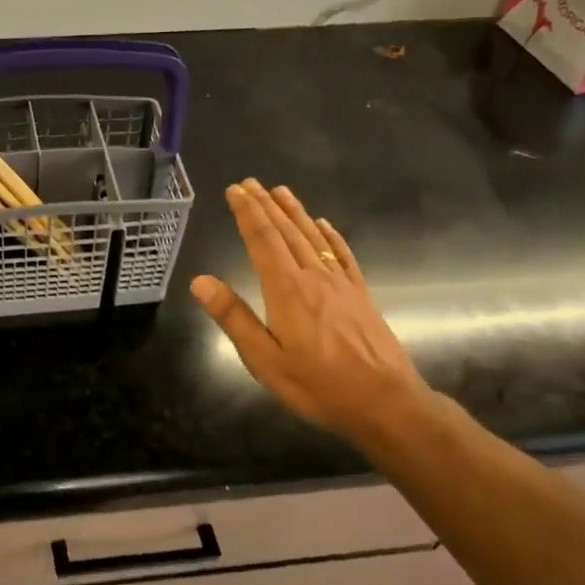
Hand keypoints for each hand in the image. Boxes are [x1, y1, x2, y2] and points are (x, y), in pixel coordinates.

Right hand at [190, 178, 431, 439]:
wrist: (385, 402)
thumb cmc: (318, 386)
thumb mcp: (265, 360)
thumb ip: (233, 318)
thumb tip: (200, 281)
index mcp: (287, 290)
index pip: (262, 241)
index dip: (247, 213)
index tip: (235, 190)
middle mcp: (314, 277)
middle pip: (287, 232)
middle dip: (266, 206)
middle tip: (250, 183)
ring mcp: (341, 284)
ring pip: (313, 237)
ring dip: (295, 212)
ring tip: (281, 191)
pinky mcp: (360, 295)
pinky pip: (342, 255)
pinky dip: (331, 236)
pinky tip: (324, 225)